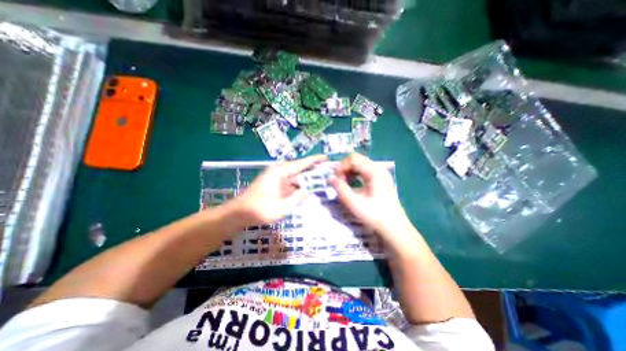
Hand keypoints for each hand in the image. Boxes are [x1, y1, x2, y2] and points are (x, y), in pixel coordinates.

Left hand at [229, 155, 327, 225]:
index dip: (314, 160)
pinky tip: (304, 188)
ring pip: (294, 175)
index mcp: (280, 172)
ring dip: (305, 177)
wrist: (239, 213)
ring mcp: (275, 177)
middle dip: (312, 168)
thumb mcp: (282, 207)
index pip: (301, 164)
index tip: (325, 157)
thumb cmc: (259, 210)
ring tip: (319, 179)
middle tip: (326, 170)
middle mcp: (278, 171)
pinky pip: (289, 181)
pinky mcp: (273, 183)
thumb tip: (307, 190)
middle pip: (298, 168)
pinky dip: (297, 184)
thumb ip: (297, 197)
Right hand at [330, 154, 414, 240]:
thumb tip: (330, 178)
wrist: (394, 227)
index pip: (353, 158)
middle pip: (357, 159)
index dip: (341, 166)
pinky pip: (366, 170)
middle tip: (340, 181)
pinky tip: (354, 184)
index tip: (336, 179)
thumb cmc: (374, 215)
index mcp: (373, 171)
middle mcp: (379, 168)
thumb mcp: (354, 203)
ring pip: (361, 164)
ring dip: (350, 171)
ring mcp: (382, 173)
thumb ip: (340, 189)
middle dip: (345, 168)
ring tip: (345, 184)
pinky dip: (356, 174)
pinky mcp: (382, 178)